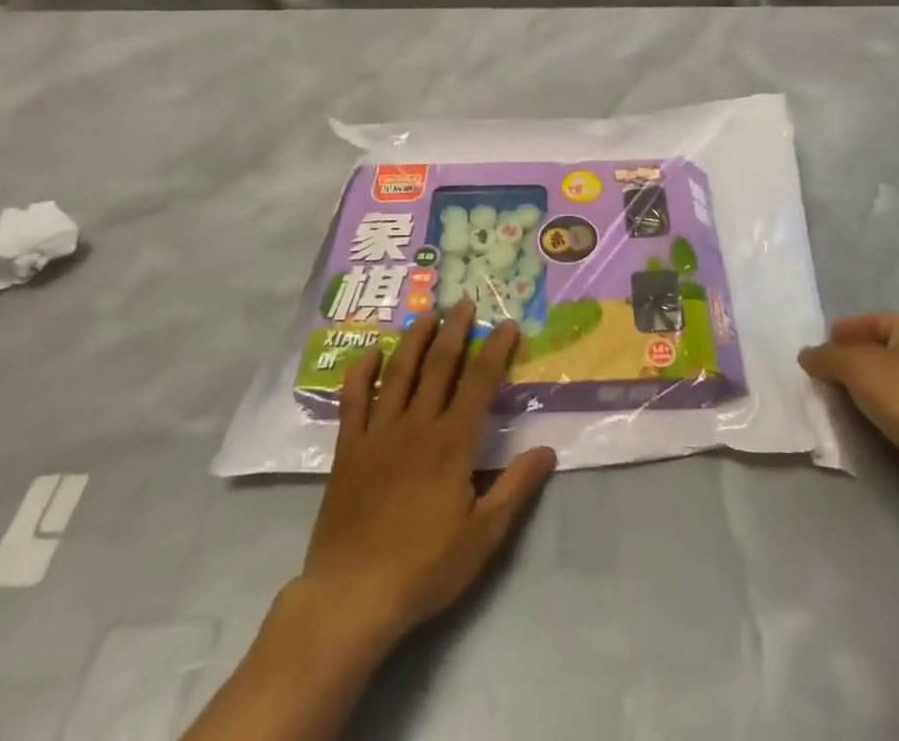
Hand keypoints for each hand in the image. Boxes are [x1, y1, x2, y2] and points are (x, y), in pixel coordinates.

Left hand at [299, 299, 557, 651]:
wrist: (352, 595)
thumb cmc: (424, 568)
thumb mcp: (483, 537)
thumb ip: (515, 488)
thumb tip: (548, 450)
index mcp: (452, 443)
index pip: (480, 383)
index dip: (496, 351)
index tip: (508, 325)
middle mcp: (417, 425)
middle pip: (439, 366)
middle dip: (455, 331)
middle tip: (464, 302)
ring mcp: (379, 433)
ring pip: (399, 373)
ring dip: (414, 340)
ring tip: (426, 314)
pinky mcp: (349, 449)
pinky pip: (353, 400)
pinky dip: (361, 373)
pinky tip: (369, 354)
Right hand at [799, 312, 898, 523]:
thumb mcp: (856, 366)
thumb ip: (827, 357)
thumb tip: (807, 355)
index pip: (873, 321)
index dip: (847, 331)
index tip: (821, 347)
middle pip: (881, 352)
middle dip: (851, 363)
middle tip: (823, 375)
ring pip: (889, 385)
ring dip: (863, 392)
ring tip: (836, 401)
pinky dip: (879, 415)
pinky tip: (862, 425)